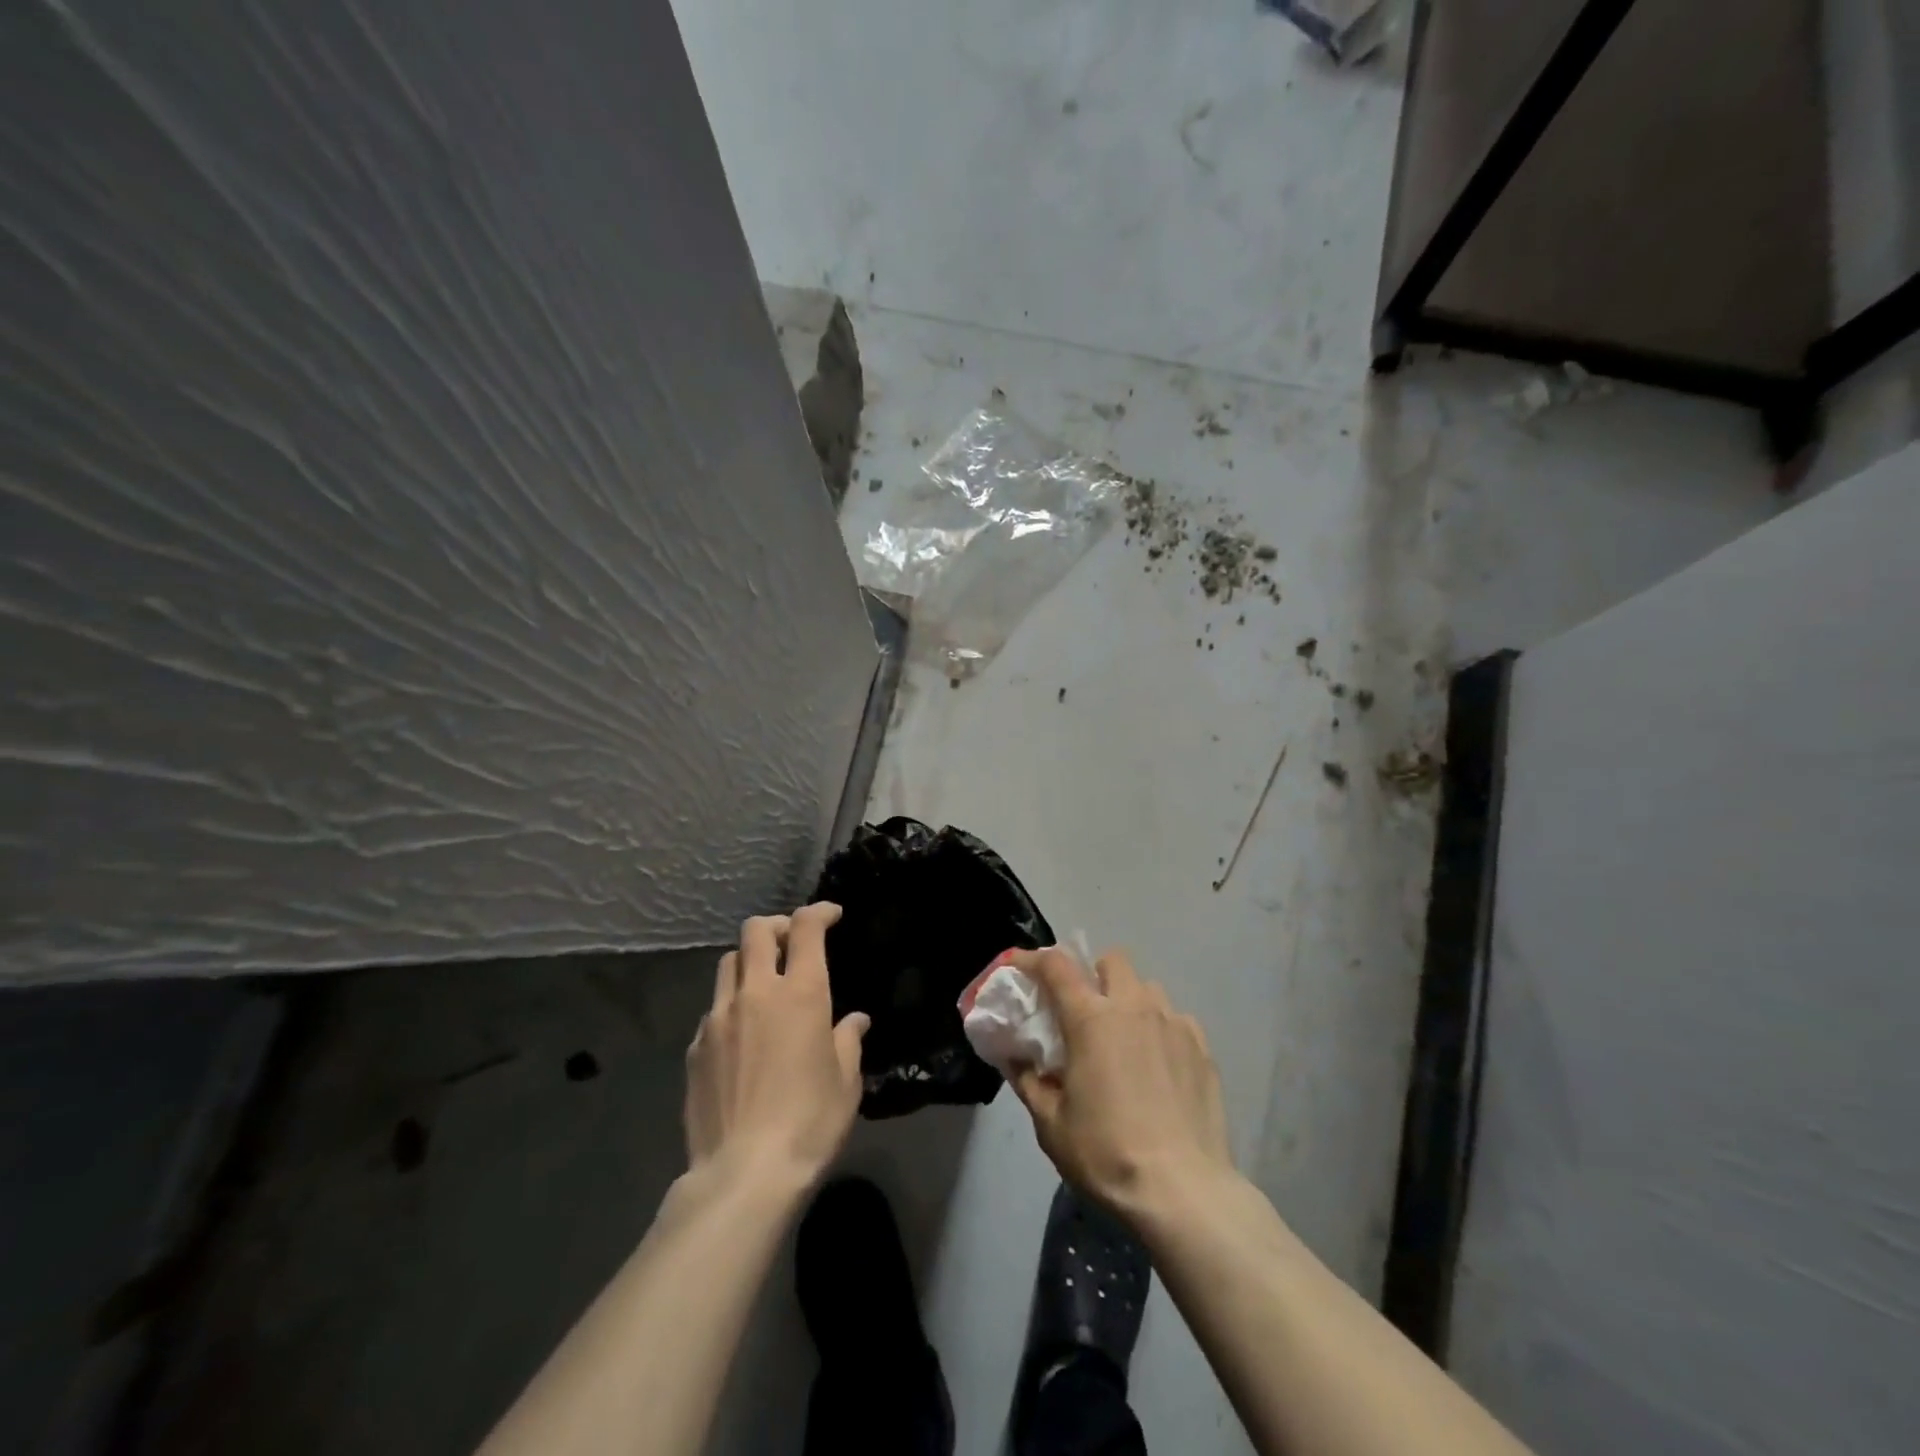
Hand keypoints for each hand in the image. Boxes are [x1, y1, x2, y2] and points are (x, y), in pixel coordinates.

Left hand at [684, 903, 869, 1190]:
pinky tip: (742, 1036)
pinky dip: (731, 1006)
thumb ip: (848, 1041)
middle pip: (756, 931)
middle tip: (791, 941)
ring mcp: (719, 1018)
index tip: (831, 915)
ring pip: (728, 964)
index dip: (819, 912)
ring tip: (763, 984)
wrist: (743, 1174)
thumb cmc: (810, 1123)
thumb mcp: (846, 1082)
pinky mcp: (695, 1047)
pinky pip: (713, 1008)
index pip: (806, 928)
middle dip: (776, 926)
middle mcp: (756, 993)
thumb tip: (854, 1021)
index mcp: (801, 994)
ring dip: (749, 961)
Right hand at [1011, 947, 1233, 1222]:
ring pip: (1147, 987)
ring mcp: (1173, 1024)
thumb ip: (1029, 1081)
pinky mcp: (1202, 1048)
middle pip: (1112, 960)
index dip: (1033, 959)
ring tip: (1124, 1038)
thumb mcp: (1050, 1123)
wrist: (1182, 1191)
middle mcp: (1133, 1007)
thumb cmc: (1105, 1153)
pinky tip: (1157, 1064)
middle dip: (1093, 974)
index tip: (1019, 967)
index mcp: (1091, 1018)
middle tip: (1083, 1010)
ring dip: (1129, 1000)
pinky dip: (1160, 1029)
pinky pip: (1176, 1019)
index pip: (1056, 965)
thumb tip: (1016, 1060)